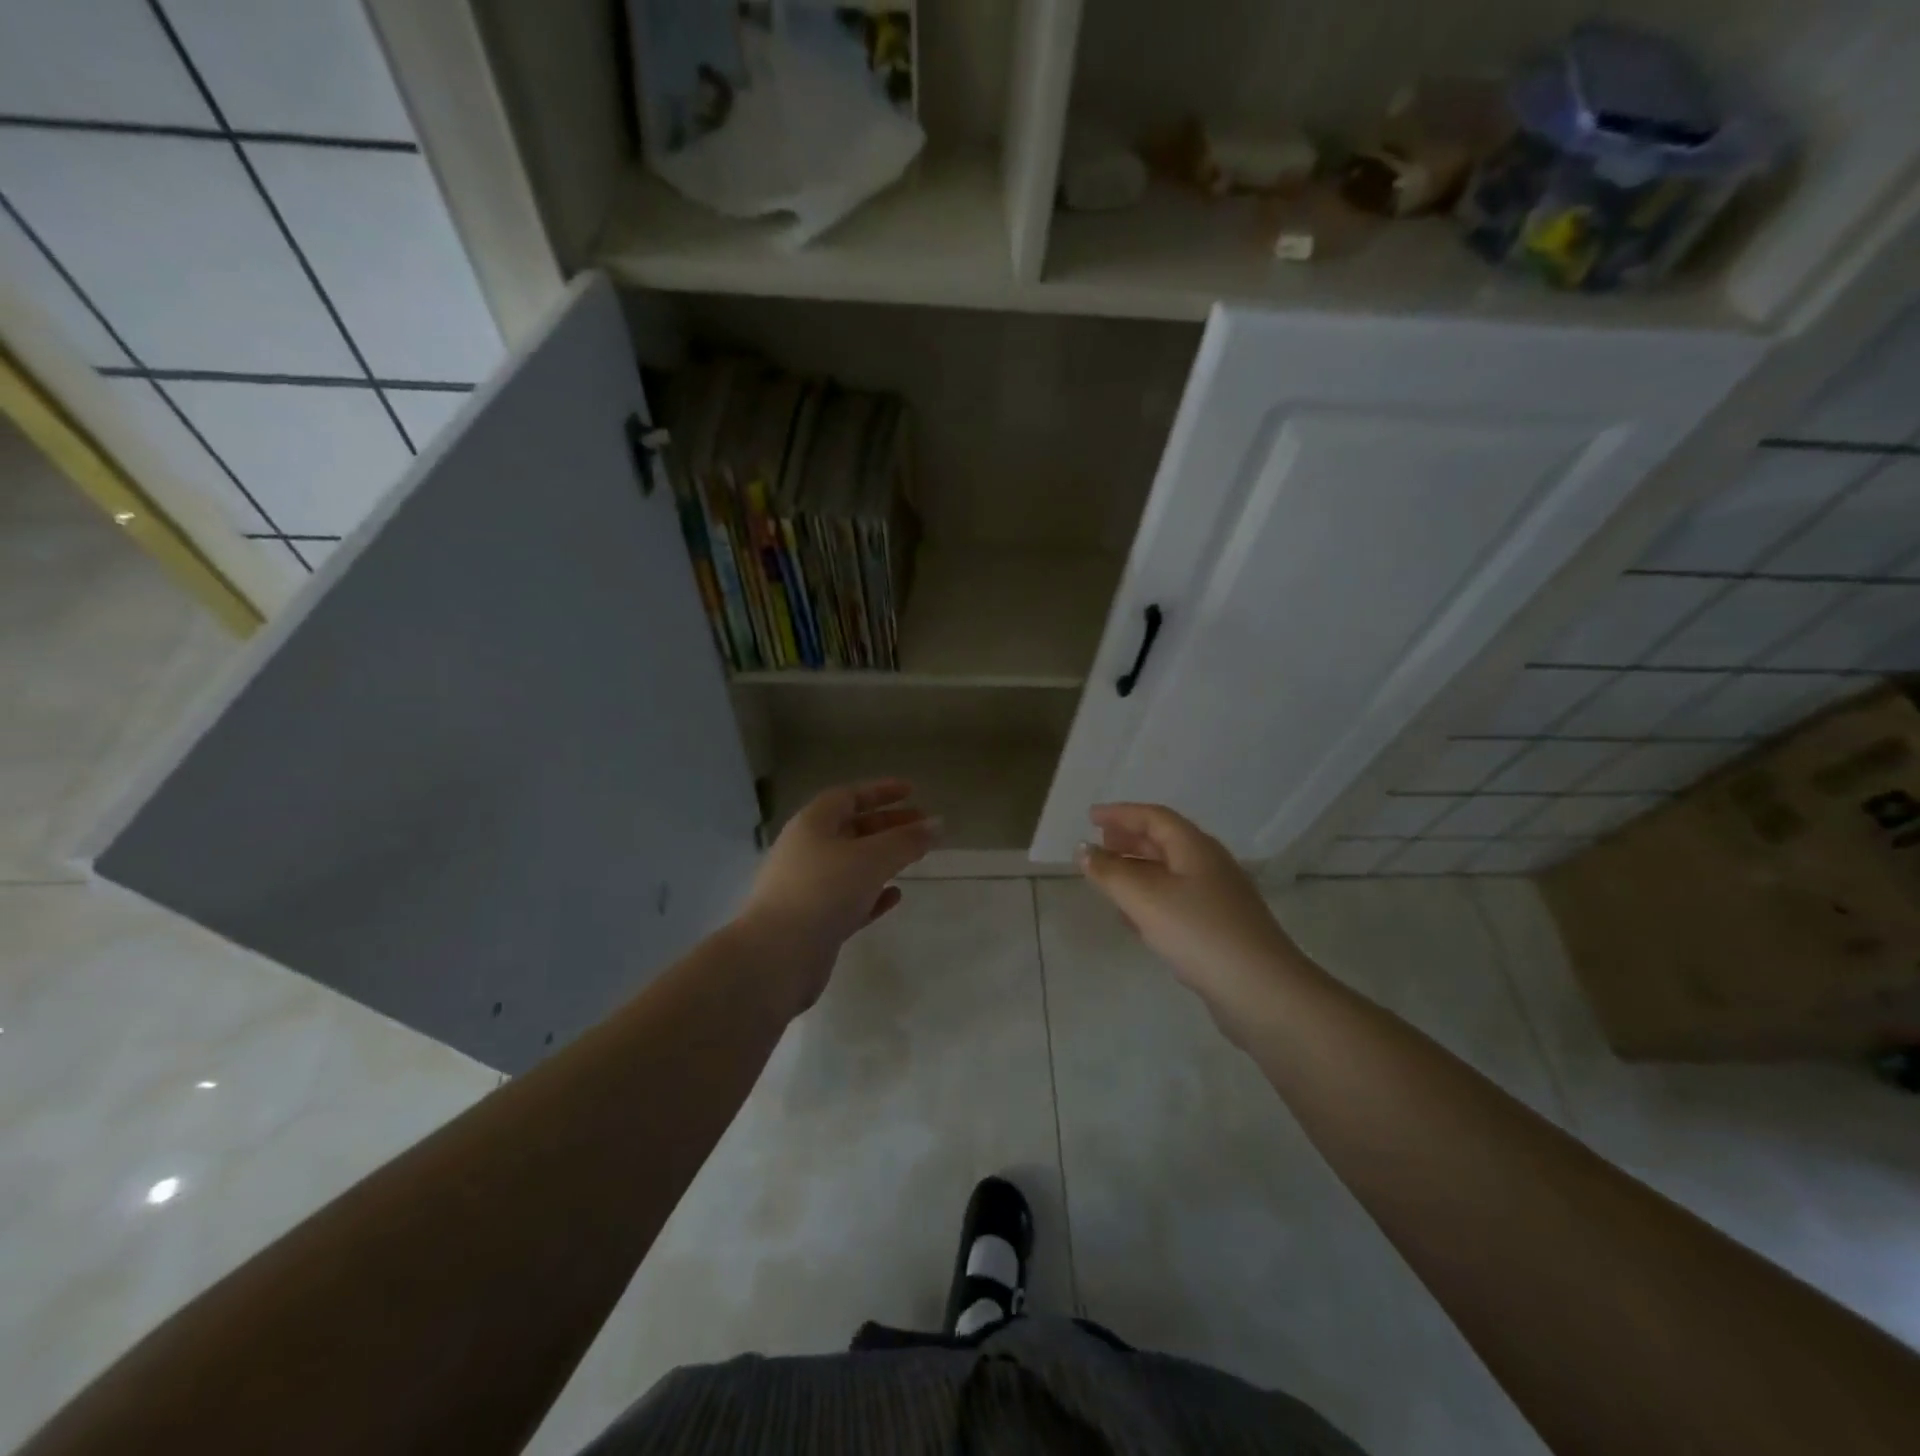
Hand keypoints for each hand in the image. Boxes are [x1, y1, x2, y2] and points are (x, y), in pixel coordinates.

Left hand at [737, 779, 938, 1015]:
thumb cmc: (824, 891)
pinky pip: (849, 899)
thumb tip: (938, 824)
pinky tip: (895, 896)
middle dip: (889, 825)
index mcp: (812, 824)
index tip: (912, 792)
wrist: (778, 955)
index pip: (848, 796)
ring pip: (851, 865)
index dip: (881, 791)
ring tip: (915, 858)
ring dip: (883, 859)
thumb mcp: (872, 858)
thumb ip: (907, 840)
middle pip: (852, 829)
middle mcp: (806, 850)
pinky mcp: (814, 921)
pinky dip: (873, 894)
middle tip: (923, 826)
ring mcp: (808, 887)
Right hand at [1078, 803, 1321, 1042]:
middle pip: (1164, 842)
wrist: (1261, 991)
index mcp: (1195, 848)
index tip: (1091, 816)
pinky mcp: (1220, 928)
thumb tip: (1083, 849)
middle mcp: (1209, 865)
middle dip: (1129, 839)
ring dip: (1138, 870)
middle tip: (1099, 845)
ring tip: (1109, 879)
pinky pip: (1177, 901)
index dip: (1120, 814)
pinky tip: (1135, 919)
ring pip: (1170, 873)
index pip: (1154, 817)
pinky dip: (1151, 899)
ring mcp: (1218, 898)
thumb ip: (1110, 872)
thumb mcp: (1144, 898)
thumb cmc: (1199, 933)